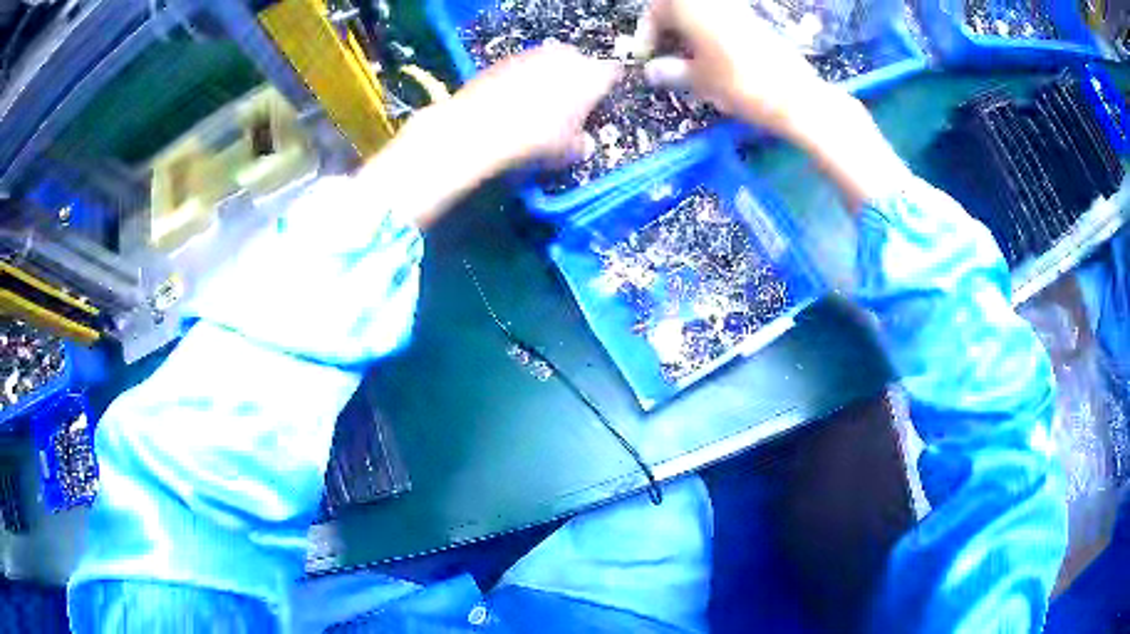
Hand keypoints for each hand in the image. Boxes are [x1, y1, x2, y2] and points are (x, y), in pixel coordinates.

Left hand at [452, 43, 620, 168]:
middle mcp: (566, 57)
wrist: (480, 128)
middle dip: (577, 79)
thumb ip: (582, 143)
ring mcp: (533, 53)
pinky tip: (513, 101)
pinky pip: (523, 67)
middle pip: (580, 62)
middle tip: (570, 105)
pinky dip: (522, 79)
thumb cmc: (537, 141)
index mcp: (592, 75)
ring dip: (548, 77)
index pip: (613, 74)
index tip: (600, 104)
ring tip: (538, 103)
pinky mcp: (504, 59)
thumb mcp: (569, 153)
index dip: (607, 89)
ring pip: (550, 62)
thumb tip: (584, 142)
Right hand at [636, 0, 829, 137]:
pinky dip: (711, 36)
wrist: (797, 97)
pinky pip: (723, 21)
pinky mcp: (757, 22)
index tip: (645, 57)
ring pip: (702, 15)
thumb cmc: (741, 85)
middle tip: (664, 57)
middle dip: (669, 30)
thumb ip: (671, 71)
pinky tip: (714, 60)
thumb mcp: (699, 81)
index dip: (646, 33)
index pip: (657, 10)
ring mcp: (738, 10)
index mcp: (692, 7)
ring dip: (690, 33)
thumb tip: (651, 71)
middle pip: (680, 8)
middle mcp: (714, 3)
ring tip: (688, 62)